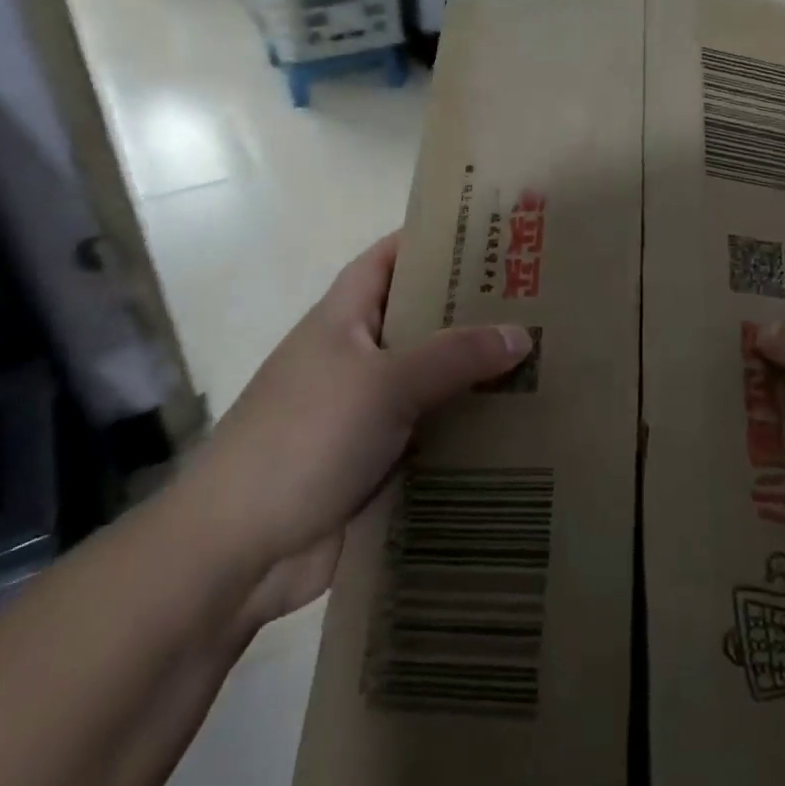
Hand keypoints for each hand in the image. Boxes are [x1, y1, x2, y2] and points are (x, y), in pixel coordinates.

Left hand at [179, 234, 531, 609]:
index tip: (489, 235)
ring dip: (478, 376)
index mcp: (344, 319)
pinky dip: (468, 430)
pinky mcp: (379, 461)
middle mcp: (357, 357)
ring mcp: (366, 412)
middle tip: (538, 301)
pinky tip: (520, 427)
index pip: (389, 258)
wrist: (238, 550)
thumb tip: (521, 334)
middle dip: (473, 311)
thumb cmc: (304, 438)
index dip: (431, 240)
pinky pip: (433, 434)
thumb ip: (455, 355)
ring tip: (545, 360)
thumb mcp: (384, 383)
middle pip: (421, 320)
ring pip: (433, 381)